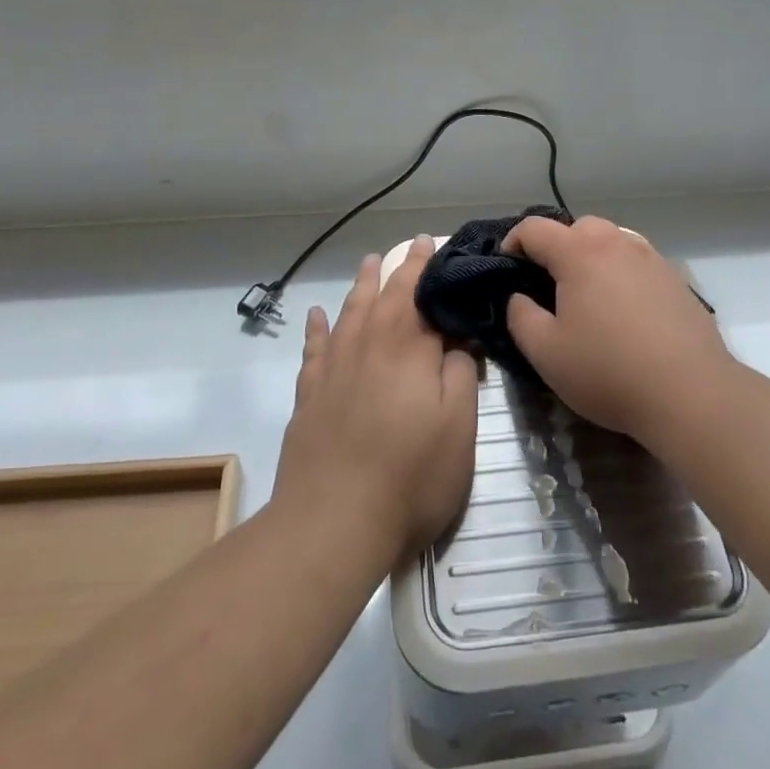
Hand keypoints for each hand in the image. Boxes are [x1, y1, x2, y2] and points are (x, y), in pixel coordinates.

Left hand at [273, 237, 479, 559]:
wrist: (333, 523)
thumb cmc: (410, 477)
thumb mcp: (459, 429)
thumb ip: (460, 375)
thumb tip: (456, 339)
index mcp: (408, 351)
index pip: (421, 297)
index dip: (428, 270)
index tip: (434, 246)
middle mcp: (368, 348)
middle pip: (384, 297)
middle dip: (399, 269)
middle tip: (410, 246)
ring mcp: (333, 370)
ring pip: (349, 313)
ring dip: (361, 285)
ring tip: (369, 263)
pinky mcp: (309, 396)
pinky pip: (314, 348)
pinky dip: (318, 327)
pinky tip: (317, 314)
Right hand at [504, 214, 734, 443]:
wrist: (691, 393)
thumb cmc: (608, 371)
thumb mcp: (546, 352)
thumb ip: (520, 316)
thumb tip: (518, 297)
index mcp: (580, 253)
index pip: (535, 229)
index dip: (513, 242)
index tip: (506, 267)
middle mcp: (617, 243)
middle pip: (577, 227)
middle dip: (556, 246)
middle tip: (547, 284)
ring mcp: (652, 258)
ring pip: (611, 240)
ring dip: (591, 256)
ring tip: (587, 295)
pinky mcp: (676, 279)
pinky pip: (637, 261)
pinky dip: (620, 272)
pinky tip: (623, 309)